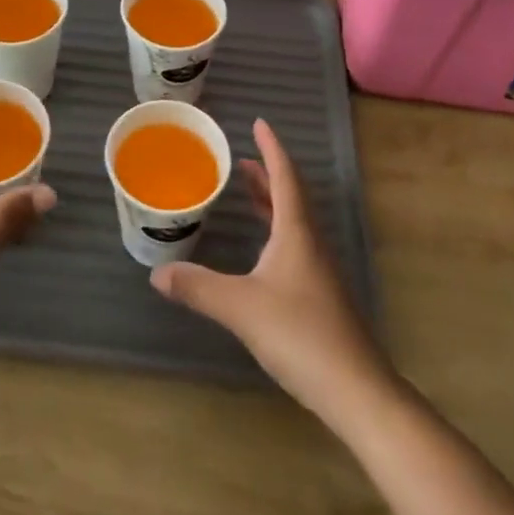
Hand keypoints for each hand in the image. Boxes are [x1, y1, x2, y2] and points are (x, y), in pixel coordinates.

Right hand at [150, 118, 390, 417]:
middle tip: (242, 158)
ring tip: (247, 192)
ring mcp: (318, 270)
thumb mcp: (241, 307)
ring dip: (271, 201)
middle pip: (290, 195)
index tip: (259, 124)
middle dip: (267, 173)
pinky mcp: (320, 296)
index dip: (271, 149)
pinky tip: (262, 251)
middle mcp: (310, 242)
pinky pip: (294, 245)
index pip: (285, 176)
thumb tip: (156, 273)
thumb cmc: (301, 334)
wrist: (357, 391)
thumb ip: (199, 287)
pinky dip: (275, 230)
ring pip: (293, 222)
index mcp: (296, 231)